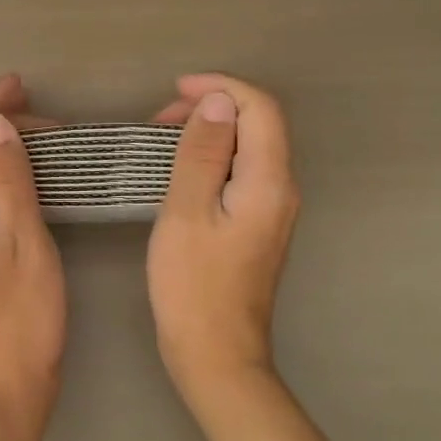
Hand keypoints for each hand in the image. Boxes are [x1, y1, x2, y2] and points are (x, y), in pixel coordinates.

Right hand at [146, 73, 299, 398]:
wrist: (215, 353)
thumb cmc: (193, 283)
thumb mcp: (187, 211)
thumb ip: (203, 152)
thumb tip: (218, 101)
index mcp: (268, 181)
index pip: (260, 109)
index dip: (221, 88)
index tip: (174, 90)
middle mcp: (281, 189)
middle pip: (258, 125)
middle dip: (212, 107)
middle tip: (159, 119)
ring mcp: (272, 210)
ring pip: (248, 148)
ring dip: (209, 132)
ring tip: (162, 139)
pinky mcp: (257, 226)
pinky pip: (240, 173)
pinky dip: (211, 158)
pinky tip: (179, 171)